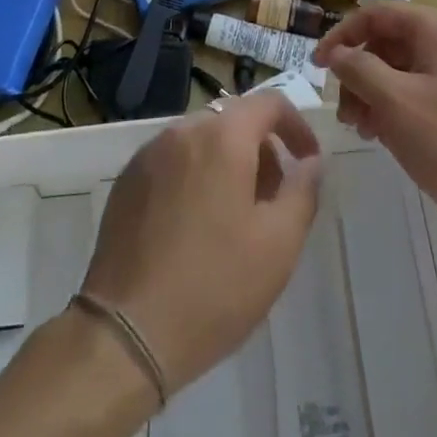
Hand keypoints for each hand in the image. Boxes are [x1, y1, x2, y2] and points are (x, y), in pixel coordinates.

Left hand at [82, 94, 320, 392]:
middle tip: (273, 200)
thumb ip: (303, 190)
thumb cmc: (214, 286)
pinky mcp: (127, 181)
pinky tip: (195, 227)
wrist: (126, 333)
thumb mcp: (279, 244)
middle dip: (262, 150)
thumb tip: (310, 161)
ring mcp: (149, 154)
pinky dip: (195, 176)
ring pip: (202, 140)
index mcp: (223, 137)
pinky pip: (173, 161)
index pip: (270, 103)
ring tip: (235, 218)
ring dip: (228, 163)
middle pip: (234, 120)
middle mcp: (183, 131)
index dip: (297, 126)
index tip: (308, 162)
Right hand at [314, 3, 436, 244]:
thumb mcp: (394, 103)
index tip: (317, 67)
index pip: (377, 15)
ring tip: (360, 128)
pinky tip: (381, 135)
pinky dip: (394, 106)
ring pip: (400, 69)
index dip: (342, 36)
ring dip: (372, 93)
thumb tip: (336, 53)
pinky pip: (418, 90)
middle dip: (358, 72)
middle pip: (388, 42)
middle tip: (342, 110)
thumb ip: (358, 69)